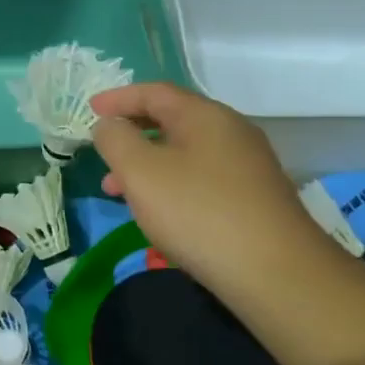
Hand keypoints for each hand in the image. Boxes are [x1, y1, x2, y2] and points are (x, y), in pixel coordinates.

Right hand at [89, 83, 340, 293]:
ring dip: (147, 165)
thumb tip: (110, 125)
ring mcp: (246, 166)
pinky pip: (200, 178)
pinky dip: (169, 184)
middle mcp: (230, 132)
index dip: (119, 98)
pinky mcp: (252, 198)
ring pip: (184, 153)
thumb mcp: (140, 171)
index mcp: (204, 116)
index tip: (89, 110)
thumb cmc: (198, 212)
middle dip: (131, 134)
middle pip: (172, 120)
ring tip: (117, 192)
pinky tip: (158, 212)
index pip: (155, 92)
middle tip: (102, 152)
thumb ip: (116, 140)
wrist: (274, 272)